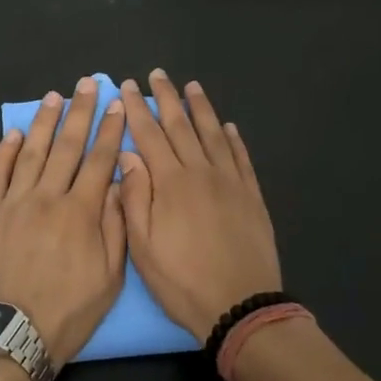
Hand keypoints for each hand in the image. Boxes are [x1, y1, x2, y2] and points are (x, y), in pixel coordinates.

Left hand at [0, 77, 126, 368]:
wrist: (9, 339)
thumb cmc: (67, 314)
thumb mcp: (109, 279)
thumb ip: (115, 227)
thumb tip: (118, 183)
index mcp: (81, 212)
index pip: (99, 160)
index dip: (109, 130)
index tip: (117, 104)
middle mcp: (48, 198)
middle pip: (67, 146)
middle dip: (80, 112)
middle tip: (88, 84)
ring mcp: (13, 203)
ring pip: (32, 152)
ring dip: (45, 122)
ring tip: (54, 97)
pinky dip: (5, 151)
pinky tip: (15, 133)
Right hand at [117, 70, 280, 341]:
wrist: (241, 305)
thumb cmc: (183, 281)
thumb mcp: (143, 247)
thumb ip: (134, 197)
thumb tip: (128, 154)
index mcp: (170, 183)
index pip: (150, 135)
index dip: (138, 109)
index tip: (129, 86)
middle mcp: (201, 172)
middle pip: (181, 126)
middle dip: (167, 98)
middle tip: (159, 74)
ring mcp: (230, 182)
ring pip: (213, 134)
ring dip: (201, 108)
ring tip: (192, 86)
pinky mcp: (251, 195)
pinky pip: (241, 158)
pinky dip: (234, 139)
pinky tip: (228, 126)